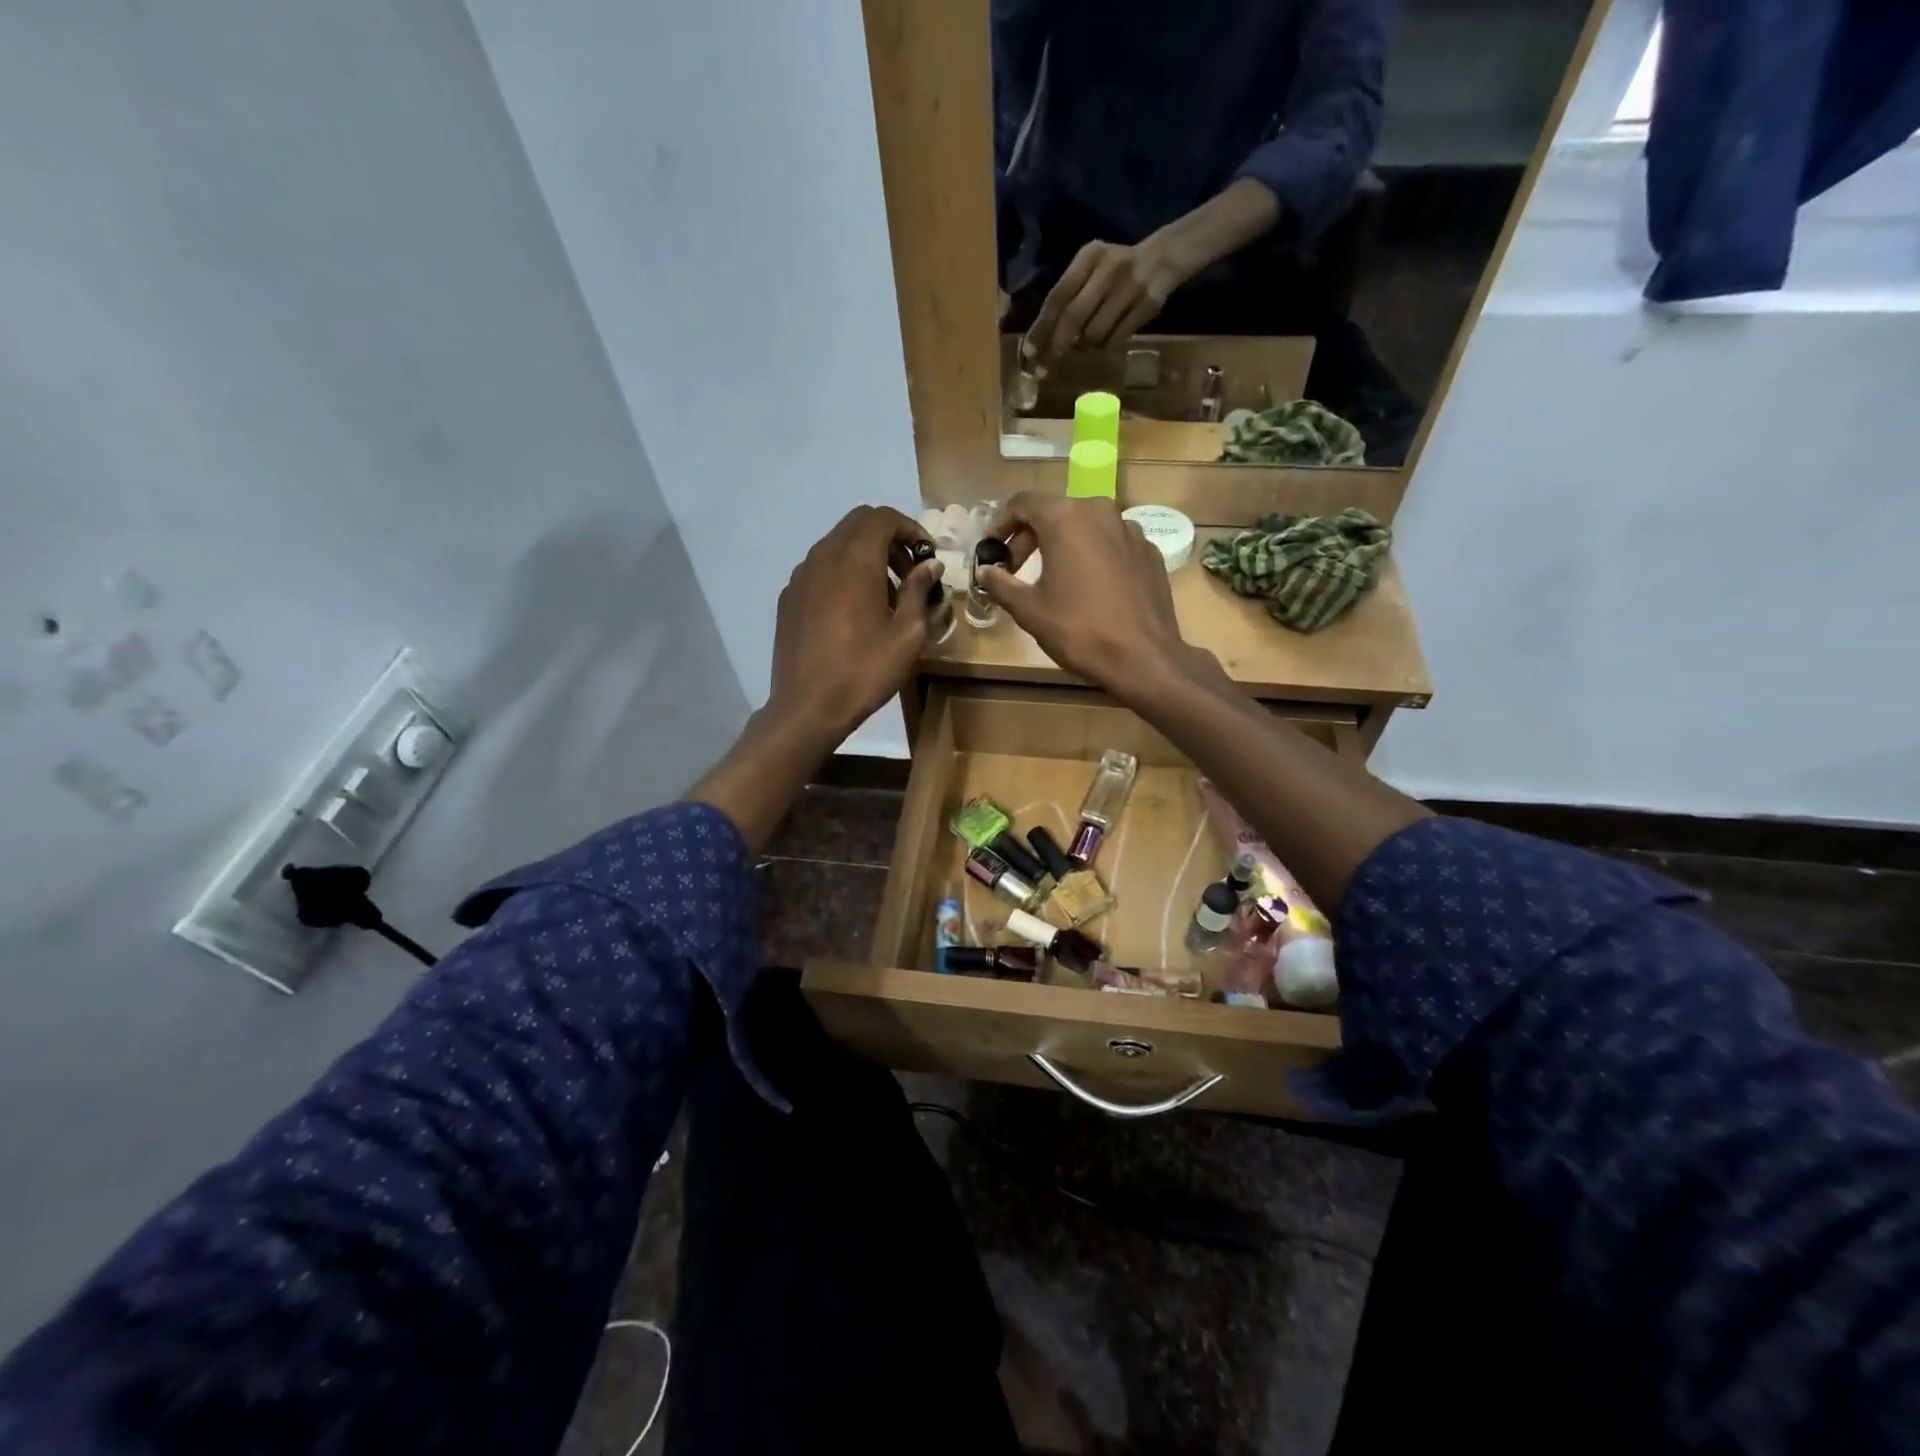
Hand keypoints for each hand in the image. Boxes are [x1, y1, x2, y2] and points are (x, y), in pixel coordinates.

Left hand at [769, 505, 942, 739]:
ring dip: (865, 555)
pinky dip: (843, 573)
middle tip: (909, 571)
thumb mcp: (907, 634)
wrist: (808, 706)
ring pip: (837, 545)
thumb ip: (919, 590)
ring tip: (886, 594)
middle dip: (889, 538)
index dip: (910, 528)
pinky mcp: (789, 597)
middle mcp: (823, 555)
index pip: (883, 517)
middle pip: (858, 523)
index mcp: (855, 559)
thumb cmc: (865, 670)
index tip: (927, 556)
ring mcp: (801, 575)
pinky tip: (854, 610)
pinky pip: (820, 568)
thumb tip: (930, 565)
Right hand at [977, 493, 1216, 704]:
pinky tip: (1087, 587)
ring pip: (1085, 527)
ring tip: (1050, 578)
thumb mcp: (1028, 610)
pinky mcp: (1148, 551)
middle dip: (1029, 538)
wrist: (1143, 658)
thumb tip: (985, 571)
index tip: (990, 551)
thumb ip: (1000, 583)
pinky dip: (1091, 556)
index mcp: (1066, 517)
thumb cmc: (1079, 630)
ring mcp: (1130, 530)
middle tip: (1013, 569)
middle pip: (1054, 513)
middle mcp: (1099, 511)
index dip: (1000, 525)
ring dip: (1062, 546)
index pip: (1022, 503)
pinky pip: (1110, 543)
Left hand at [1022, 236, 1191, 363]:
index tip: (1030, 353)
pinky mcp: (1147, 304)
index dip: (1042, 327)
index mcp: (1089, 256)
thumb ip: (1070, 296)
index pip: (1058, 296)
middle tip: (1044, 370)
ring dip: (1085, 347)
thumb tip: (1045, 339)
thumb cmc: (1115, 270)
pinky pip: (1116, 338)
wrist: (1163, 258)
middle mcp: (1108, 269)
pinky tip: (1105, 341)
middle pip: (1074, 317)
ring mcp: (1130, 286)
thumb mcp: (1091, 269)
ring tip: (1085, 345)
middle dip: (1056, 347)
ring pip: (1095, 333)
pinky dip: (1105, 346)